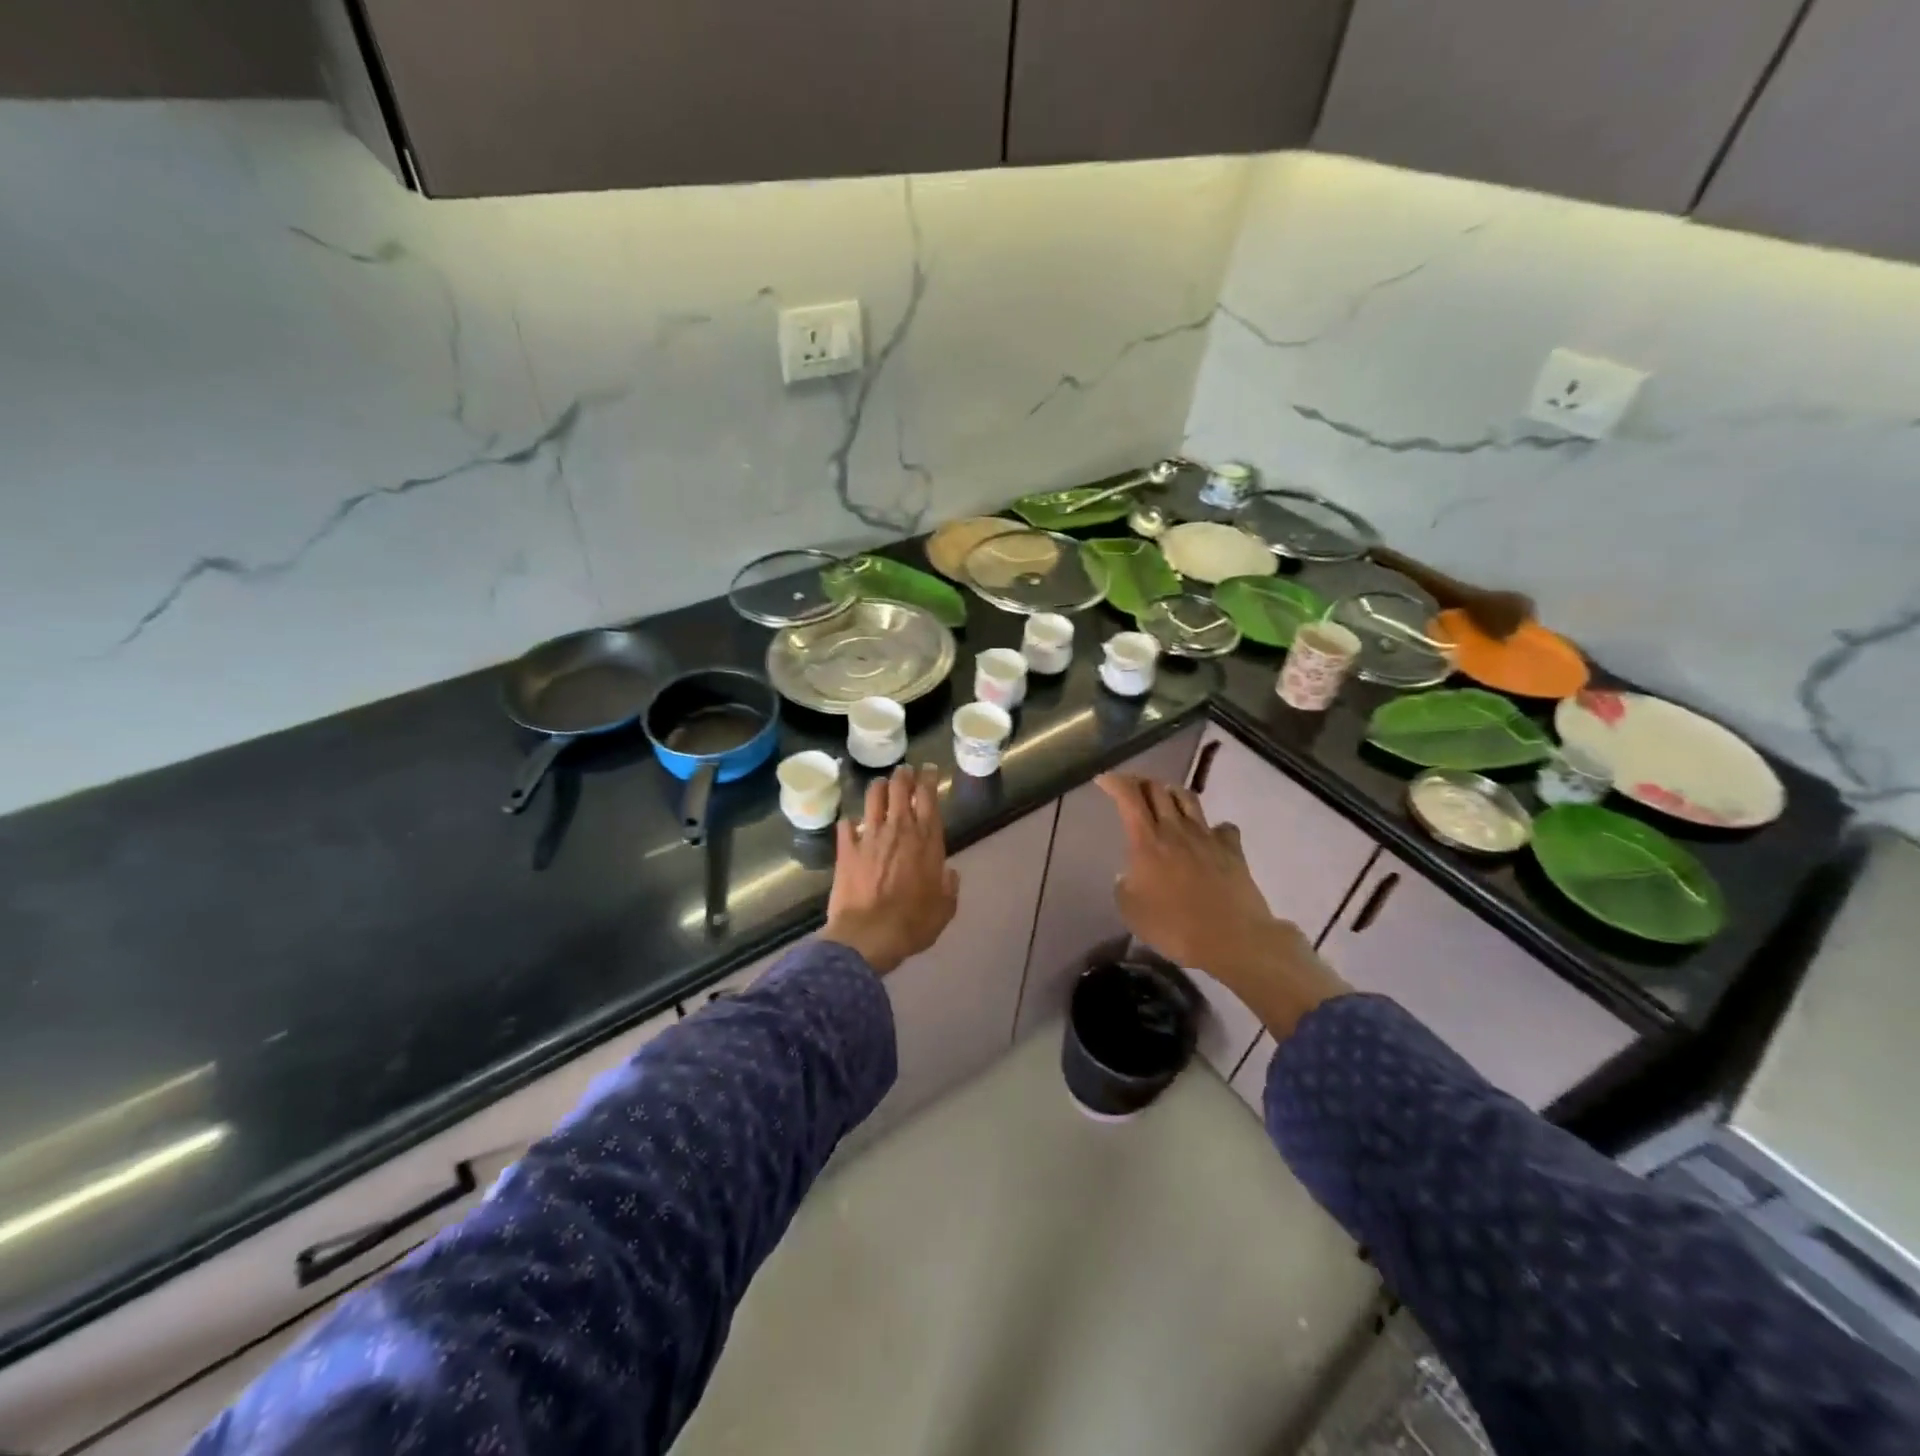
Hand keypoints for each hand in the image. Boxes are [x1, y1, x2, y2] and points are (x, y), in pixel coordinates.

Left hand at [822, 765, 959, 975]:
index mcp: (927, 841)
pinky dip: (849, 822)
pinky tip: (849, 823)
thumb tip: (949, 873)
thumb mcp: (944, 909)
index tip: (929, 770)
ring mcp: (870, 837)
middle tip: (905, 771)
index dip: (929, 780)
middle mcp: (899, 830)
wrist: (869, 935)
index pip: (929, 798)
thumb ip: (949, 887)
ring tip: (880, 783)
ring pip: (874, 799)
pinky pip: (846, 826)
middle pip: (900, 789)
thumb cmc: (913, 923)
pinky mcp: (847, 850)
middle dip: (904, 776)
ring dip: (878, 787)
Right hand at [1096, 772, 1346, 1036]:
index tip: (1104, 780)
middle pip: (1157, 789)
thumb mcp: (1131, 911)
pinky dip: (1212, 827)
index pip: (1129, 797)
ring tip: (1165, 799)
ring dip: (1172, 793)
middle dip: (1140, 783)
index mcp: (1147, 841)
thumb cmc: (1174, 926)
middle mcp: (1175, 830)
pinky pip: (1222, 827)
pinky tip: (1208, 836)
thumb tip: (1129, 875)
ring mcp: (1207, 836)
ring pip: (1187, 799)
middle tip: (1131, 790)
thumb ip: (1124, 886)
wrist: (1232, 939)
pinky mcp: (1232, 849)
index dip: (1115, 782)